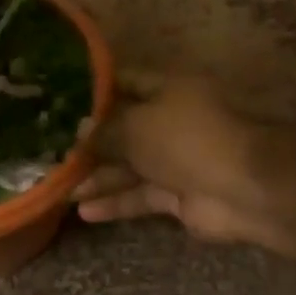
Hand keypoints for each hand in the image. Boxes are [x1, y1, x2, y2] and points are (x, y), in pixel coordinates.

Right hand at [73, 72, 285, 248]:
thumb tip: (80, 130)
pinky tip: (84, 212)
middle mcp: (171, 121)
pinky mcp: (179, 195)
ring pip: (130, 166)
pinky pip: (141, 196)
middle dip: (91, 142)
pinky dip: (116, 203)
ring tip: (58, 187)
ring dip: (97, 177)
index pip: (126, 82)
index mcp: (168, 91)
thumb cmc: (187, 140)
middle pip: (125, 128)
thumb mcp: (137, 126)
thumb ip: (106, 129)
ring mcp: (177, 160)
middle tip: (51, 151)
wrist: (243, 188)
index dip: (95, 90)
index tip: (61, 100)